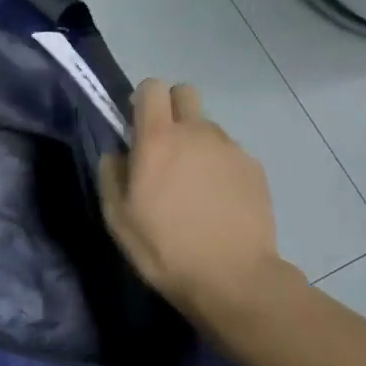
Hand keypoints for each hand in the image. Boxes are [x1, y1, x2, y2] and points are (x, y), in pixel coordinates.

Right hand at [99, 80, 295, 323]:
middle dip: (172, 108)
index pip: (152, 88)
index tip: (137, 125)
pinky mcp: (254, 167)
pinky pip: (229, 153)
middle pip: (185, 92)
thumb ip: (111, 175)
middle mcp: (196, 132)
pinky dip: (220, 166)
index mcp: (158, 139)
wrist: (233, 277)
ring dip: (197, 142)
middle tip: (165, 146)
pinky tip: (218, 202)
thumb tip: (118, 155)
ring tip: (194, 185)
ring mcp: (229, 148)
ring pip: (208, 126)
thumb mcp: (118, 218)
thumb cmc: (165, 248)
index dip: (142, 99)